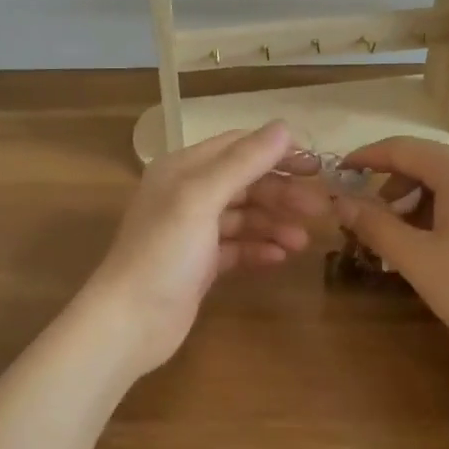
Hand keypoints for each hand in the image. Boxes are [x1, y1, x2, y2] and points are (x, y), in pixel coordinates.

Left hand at [79, 121, 327, 376]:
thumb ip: (243, 162)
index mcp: (182, 169)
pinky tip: (280, 258)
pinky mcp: (199, 265)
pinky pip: (237, 248)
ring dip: (274, 224)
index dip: (276, 152)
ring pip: (243, 217)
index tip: (315, 166)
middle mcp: (187, 194)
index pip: (237, 146)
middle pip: (244, 183)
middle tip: (318, 209)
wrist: (130, 321)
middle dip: (281, 194)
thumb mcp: (202, 198)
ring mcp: (193, 232)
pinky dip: (258, 249)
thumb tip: (284, 127)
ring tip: (302, 242)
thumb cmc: (164, 252)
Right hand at [336, 138, 448, 366]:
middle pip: (425, 163)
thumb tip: (338, 202)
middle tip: (367, 226)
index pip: (401, 149)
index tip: (336, 175)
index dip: (364, 159)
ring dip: (416, 204)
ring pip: (448, 181)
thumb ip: (374, 225)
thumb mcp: (418, 260)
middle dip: (391, 190)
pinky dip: (443, 211)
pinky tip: (436, 245)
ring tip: (400, 243)